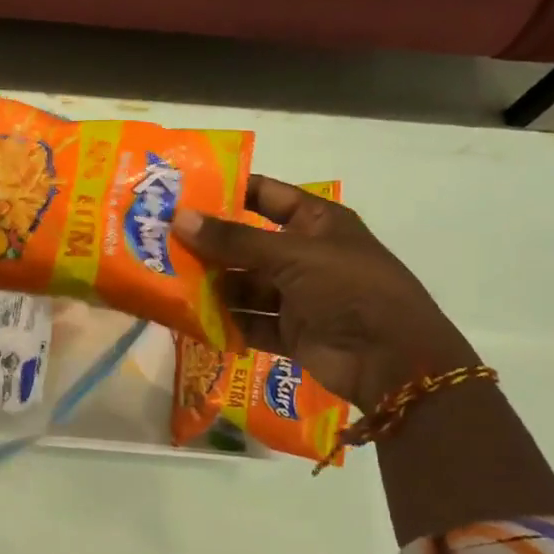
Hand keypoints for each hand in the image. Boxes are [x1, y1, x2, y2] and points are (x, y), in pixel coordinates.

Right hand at [172, 176, 476, 412]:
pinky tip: (191, 320)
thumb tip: (179, 218)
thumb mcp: (292, 255)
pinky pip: (250, 321)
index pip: (265, 195)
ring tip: (167, 281)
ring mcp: (299, 295)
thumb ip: (234, 240)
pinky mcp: (292, 331)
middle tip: (160, 241)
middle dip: (209, 245)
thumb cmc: (349, 289)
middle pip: (247, 243)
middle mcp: (305, 254)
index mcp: (316, 222)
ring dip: (213, 285)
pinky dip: (226, 322)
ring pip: (245, 284)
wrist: (394, 362)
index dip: (228, 191)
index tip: (182, 193)